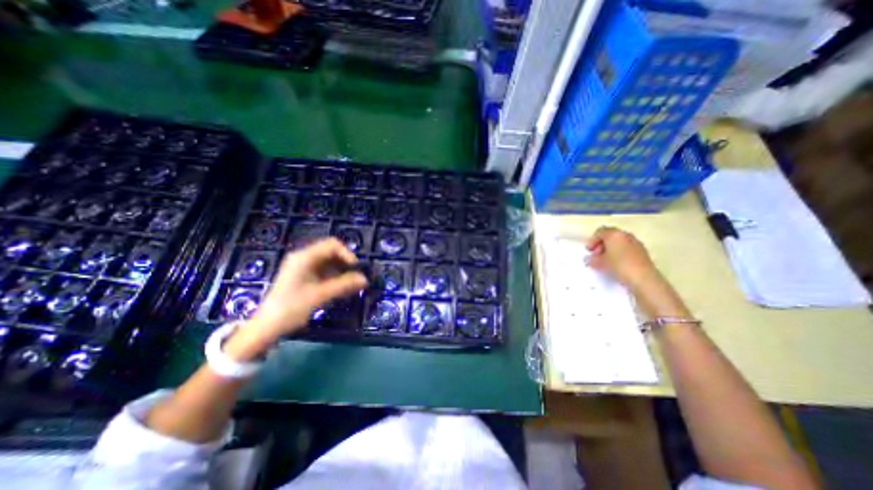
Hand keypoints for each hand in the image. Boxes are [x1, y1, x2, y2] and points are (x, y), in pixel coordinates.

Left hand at [224, 238, 366, 358]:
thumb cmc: (291, 308)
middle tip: (357, 277)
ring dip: (342, 272)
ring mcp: (303, 267)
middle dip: (346, 264)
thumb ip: (344, 285)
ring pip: (330, 263)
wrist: (267, 327)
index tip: (356, 269)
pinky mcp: (304, 277)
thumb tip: (365, 279)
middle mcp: (304, 258)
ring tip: (352, 285)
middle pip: (332, 253)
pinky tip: (342, 289)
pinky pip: (325, 272)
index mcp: (305, 257)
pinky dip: (335, 278)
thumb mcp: (320, 295)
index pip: (332, 244)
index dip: (347, 253)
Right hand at [589, 225, 657, 291]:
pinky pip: (626, 249)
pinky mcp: (642, 251)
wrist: (643, 278)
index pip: (600, 232)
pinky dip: (619, 253)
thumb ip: (592, 259)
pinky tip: (616, 264)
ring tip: (605, 261)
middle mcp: (625, 235)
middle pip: (610, 236)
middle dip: (601, 245)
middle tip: (596, 256)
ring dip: (610, 249)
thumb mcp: (600, 263)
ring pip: (619, 242)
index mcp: (614, 234)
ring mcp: (635, 243)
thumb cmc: (619, 266)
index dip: (592, 241)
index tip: (589, 251)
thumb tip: (589, 259)